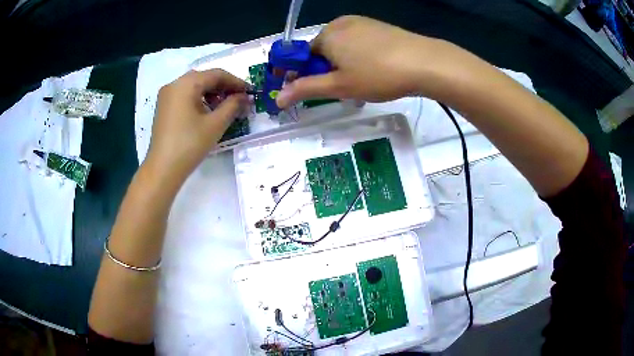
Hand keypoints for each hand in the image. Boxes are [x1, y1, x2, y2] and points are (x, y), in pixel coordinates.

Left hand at [145, 69, 247, 182]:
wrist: (163, 169)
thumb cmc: (189, 144)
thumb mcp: (215, 124)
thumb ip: (233, 105)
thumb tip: (245, 97)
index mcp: (186, 84)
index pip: (216, 74)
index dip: (236, 82)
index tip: (250, 92)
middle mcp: (174, 84)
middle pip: (204, 78)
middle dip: (224, 87)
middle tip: (239, 99)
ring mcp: (166, 96)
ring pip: (194, 86)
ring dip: (211, 93)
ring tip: (225, 107)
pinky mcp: (163, 108)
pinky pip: (185, 95)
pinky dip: (199, 99)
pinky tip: (207, 111)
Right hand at [276, 15, 451, 107]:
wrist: (424, 62)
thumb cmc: (377, 74)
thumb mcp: (339, 86)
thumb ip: (306, 89)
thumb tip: (278, 99)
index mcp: (326, 35)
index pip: (304, 56)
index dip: (307, 74)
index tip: (318, 90)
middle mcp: (340, 23)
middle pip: (324, 50)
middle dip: (328, 70)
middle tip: (345, 90)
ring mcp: (362, 23)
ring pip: (342, 47)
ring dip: (344, 65)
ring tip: (363, 82)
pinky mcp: (379, 27)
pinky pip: (359, 42)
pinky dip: (359, 56)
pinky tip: (375, 69)